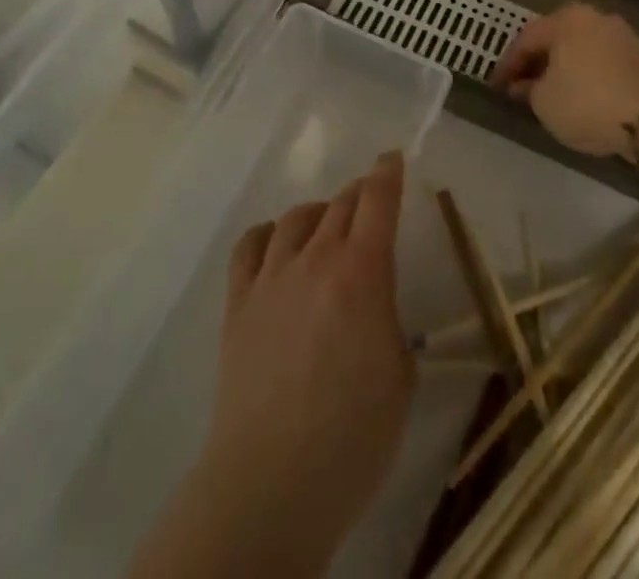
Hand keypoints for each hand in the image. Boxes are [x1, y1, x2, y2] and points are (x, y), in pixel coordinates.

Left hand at [132, 153, 414, 577]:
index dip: (387, 174)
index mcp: (362, 272)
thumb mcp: (399, 377)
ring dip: (317, 212)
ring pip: (295, 219)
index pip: (377, 202)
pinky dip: (267, 234)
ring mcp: (271, 277)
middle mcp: (315, 259)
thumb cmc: (353, 437)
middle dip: (359, 194)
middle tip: (369, 197)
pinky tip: (275, 243)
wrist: (272, 480)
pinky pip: (250, 246)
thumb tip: (375, 312)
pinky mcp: (239, 302)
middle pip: (339, 205)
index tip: (392, 159)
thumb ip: (389, 325)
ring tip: (325, 223)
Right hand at [491, 4, 638, 159]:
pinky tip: (580, 96)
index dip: (508, 65)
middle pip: (555, 40)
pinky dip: (586, 75)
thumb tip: (524, 85)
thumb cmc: (587, 101)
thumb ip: (528, 89)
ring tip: (550, 94)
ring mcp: (621, 35)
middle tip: (522, 86)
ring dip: (563, 69)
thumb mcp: (544, 101)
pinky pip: (600, 62)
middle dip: (537, 63)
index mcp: (565, 18)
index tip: (496, 86)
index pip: (526, 39)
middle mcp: (593, 17)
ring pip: (579, 50)